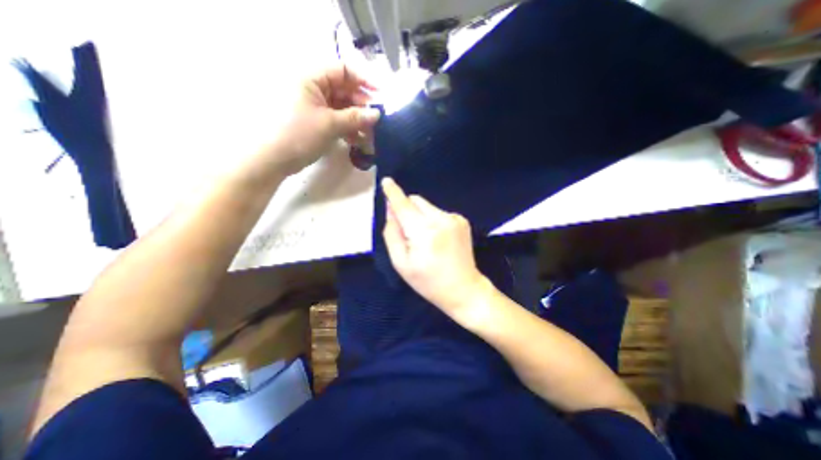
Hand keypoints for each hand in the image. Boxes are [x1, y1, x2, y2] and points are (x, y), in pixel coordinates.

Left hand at [255, 64, 378, 176]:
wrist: (274, 158)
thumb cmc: (299, 134)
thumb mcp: (330, 124)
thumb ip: (355, 117)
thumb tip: (377, 114)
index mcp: (312, 79)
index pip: (342, 71)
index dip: (363, 81)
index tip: (380, 95)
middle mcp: (314, 89)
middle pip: (345, 91)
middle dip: (362, 106)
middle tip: (377, 120)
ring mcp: (316, 107)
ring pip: (343, 108)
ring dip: (358, 121)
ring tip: (370, 134)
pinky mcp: (317, 122)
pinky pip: (337, 121)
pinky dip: (349, 129)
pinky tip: (359, 141)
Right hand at [379, 179, 485, 317]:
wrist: (464, 289)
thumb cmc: (428, 281)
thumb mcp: (401, 263)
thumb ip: (392, 233)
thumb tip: (391, 209)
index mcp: (423, 231)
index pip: (404, 204)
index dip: (393, 192)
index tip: (386, 181)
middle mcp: (441, 218)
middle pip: (416, 201)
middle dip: (407, 210)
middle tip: (408, 232)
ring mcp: (454, 218)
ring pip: (427, 206)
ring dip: (420, 216)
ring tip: (425, 239)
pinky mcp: (462, 220)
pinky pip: (439, 213)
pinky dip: (432, 220)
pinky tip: (438, 239)